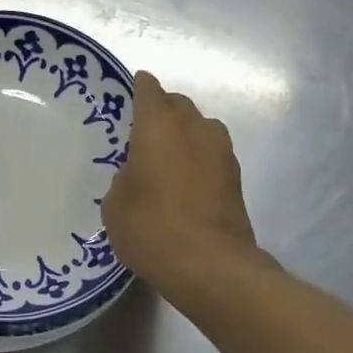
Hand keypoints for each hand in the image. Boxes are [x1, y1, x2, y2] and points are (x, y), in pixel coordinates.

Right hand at [102, 72, 256, 288]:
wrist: (210, 266)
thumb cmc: (151, 228)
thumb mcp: (115, 205)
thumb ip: (123, 180)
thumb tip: (136, 176)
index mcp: (159, 127)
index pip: (150, 91)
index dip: (140, 87)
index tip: (133, 87)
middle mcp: (194, 129)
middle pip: (179, 104)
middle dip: (163, 108)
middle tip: (145, 127)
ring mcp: (221, 153)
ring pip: (202, 126)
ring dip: (186, 131)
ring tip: (168, 152)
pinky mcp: (236, 179)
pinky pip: (213, 154)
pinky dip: (199, 158)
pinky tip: (186, 179)